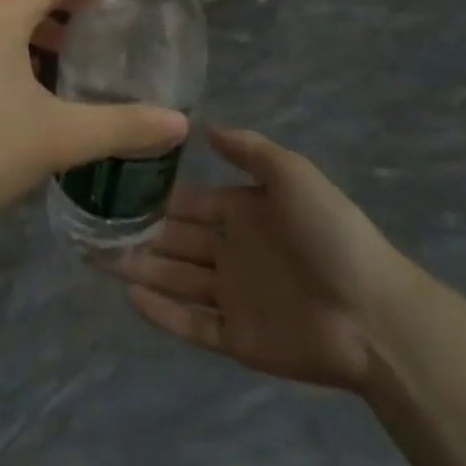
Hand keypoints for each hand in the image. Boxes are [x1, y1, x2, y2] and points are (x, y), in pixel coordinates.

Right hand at [116, 128, 420, 392]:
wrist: (375, 313)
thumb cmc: (331, 233)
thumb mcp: (292, 174)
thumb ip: (249, 150)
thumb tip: (204, 127)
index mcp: (242, 212)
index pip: (188, 202)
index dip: (154, 196)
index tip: (114, 186)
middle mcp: (230, 251)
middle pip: (174, 241)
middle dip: (136, 234)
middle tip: (91, 227)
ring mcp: (232, 296)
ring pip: (175, 279)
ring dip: (139, 269)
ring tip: (96, 259)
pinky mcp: (237, 337)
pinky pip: (191, 323)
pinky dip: (162, 312)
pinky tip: (131, 295)